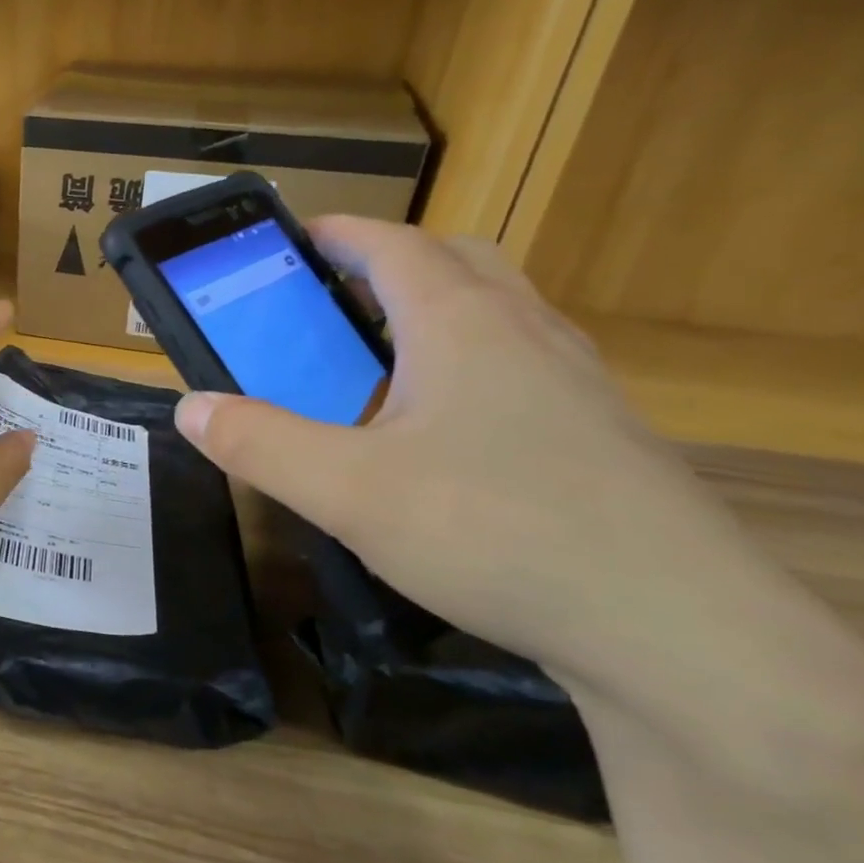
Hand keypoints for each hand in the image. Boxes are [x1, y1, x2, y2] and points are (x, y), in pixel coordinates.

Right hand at [172, 217, 754, 689]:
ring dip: (435, 313)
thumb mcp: (346, 491)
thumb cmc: (493, 531)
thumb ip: (259, 443)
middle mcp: (526, 333)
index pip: (394, 246)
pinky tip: (444, 434)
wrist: (673, 627)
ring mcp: (574, 383)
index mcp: (460, 325)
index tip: (293, 241)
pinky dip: (472, 366)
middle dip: (390, 264)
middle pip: (456, 262)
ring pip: (498, 314)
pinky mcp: (600, 434)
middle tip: (333, 301)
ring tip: (380, 364)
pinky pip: (523, 367)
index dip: (339, 234)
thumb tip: (190, 406)